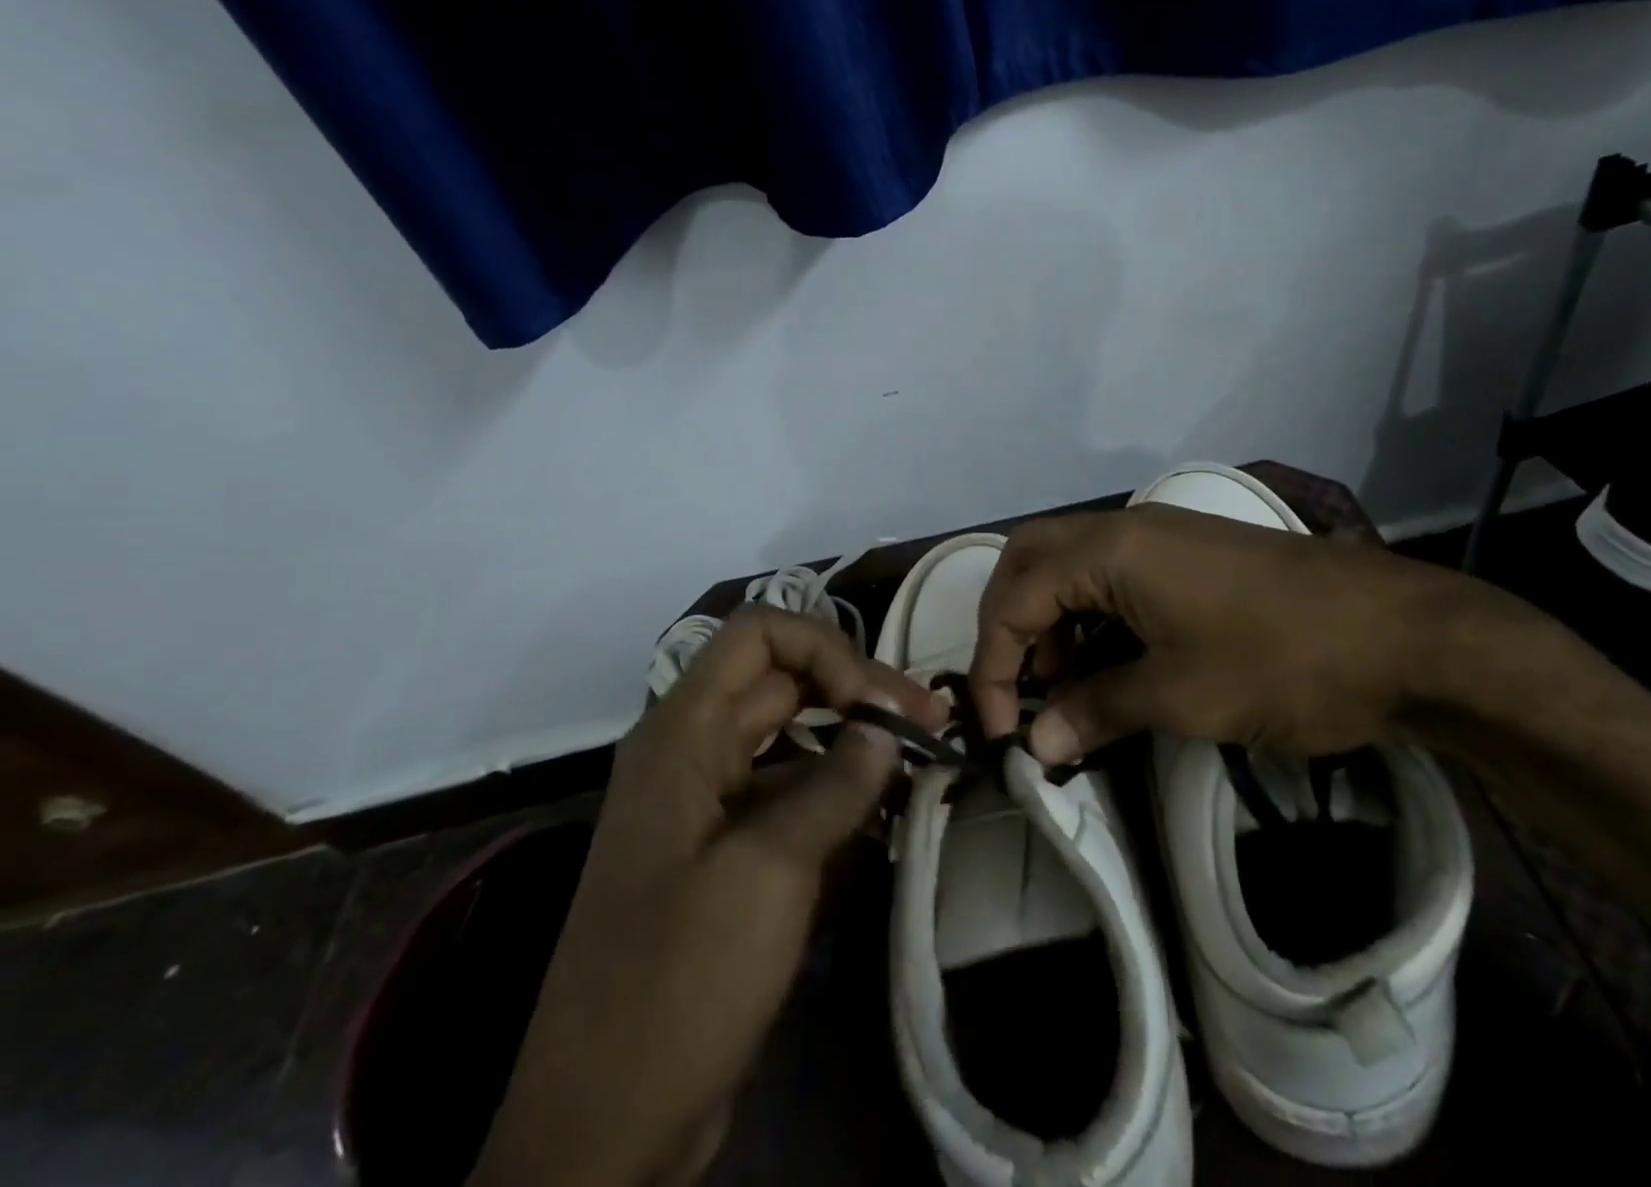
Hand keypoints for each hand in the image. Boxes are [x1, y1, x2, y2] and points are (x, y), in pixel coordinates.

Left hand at [469, 608, 942, 1186]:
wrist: (604, 1130)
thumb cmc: (676, 982)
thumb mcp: (766, 872)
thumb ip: (834, 786)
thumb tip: (886, 728)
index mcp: (683, 733)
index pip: (760, 635)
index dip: (825, 649)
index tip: (878, 702)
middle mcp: (694, 752)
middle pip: (784, 683)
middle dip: (858, 691)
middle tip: (931, 720)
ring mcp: (711, 805)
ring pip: (794, 740)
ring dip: (855, 742)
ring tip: (923, 757)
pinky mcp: (730, 854)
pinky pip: (791, 796)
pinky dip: (839, 792)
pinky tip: (888, 811)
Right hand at [970, 504, 1504, 764]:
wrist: (1405, 636)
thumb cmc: (1281, 661)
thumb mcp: (1179, 695)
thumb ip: (1096, 710)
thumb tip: (1039, 744)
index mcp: (1110, 550)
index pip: (1016, 599)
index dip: (996, 666)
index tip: (1005, 732)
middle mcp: (1125, 528)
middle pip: (1031, 560)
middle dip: (1010, 624)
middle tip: (1018, 685)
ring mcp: (1161, 536)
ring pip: (1071, 565)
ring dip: (1051, 620)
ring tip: (1067, 685)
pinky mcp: (1190, 554)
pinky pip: (1113, 575)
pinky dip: (1092, 616)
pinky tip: (1111, 663)